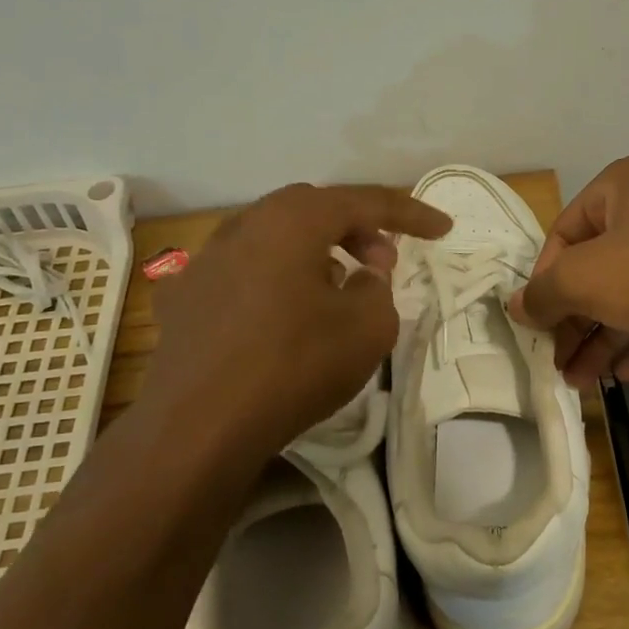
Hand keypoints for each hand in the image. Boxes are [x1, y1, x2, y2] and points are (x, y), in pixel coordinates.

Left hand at [141, 183, 450, 458]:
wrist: (198, 427)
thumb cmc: (295, 365)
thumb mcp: (369, 328)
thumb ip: (379, 289)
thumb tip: (363, 277)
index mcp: (292, 220)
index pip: (364, 201)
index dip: (410, 213)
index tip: (443, 229)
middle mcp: (244, 226)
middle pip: (314, 211)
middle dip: (358, 229)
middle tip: (384, 261)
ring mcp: (205, 261)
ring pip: (274, 238)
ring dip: (316, 252)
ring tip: (338, 289)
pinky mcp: (185, 299)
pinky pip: (244, 272)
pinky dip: (276, 280)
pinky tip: (283, 316)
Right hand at [509, 156, 628, 382]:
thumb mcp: (582, 278)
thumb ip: (543, 293)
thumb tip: (517, 306)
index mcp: (622, 187)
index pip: (565, 232)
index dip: (545, 278)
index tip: (537, 320)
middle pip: (599, 269)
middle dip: (575, 320)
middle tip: (557, 362)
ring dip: (603, 340)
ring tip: (580, 382)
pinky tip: (623, 377)